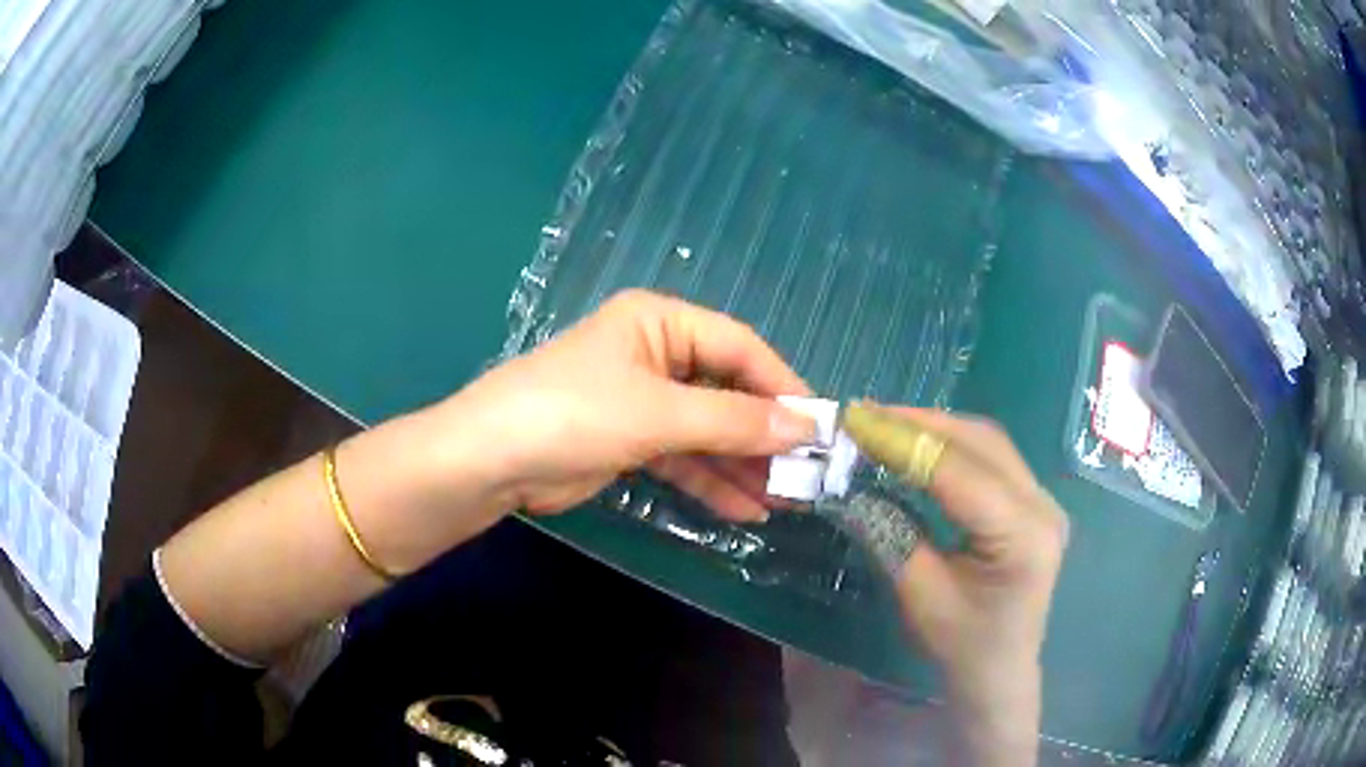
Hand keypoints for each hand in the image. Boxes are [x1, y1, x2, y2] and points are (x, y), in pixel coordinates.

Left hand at [434, 290, 816, 521]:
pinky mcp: (630, 441)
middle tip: (806, 473)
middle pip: (727, 391)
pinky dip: (711, 481)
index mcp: (660, 322)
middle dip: (764, 434)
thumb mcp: (658, 413)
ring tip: (785, 500)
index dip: (782, 386)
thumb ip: (734, 421)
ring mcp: (642, 401)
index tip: (818, 427)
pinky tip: (745, 509)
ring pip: (708, 430)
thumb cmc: (574, 414)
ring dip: (743, 464)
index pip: (739, 347)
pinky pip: (683, 457)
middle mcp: (655, 354)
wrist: (490, 462)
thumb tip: (804, 428)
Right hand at [879, 407, 1067, 763]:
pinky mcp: (1033, 501)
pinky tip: (919, 444)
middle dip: (920, 423)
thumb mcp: (920, 596)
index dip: (905, 442)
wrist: (1000, 671)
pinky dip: (951, 445)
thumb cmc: (962, 645)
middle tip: (865, 415)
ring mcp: (1043, 499)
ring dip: (935, 428)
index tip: (855, 421)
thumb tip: (848, 486)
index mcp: (1022, 536)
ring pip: (987, 442)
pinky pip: (992, 457)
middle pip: (980, 443)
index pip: (959, 472)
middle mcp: (1043, 505)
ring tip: (885, 423)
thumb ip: (891, 535)